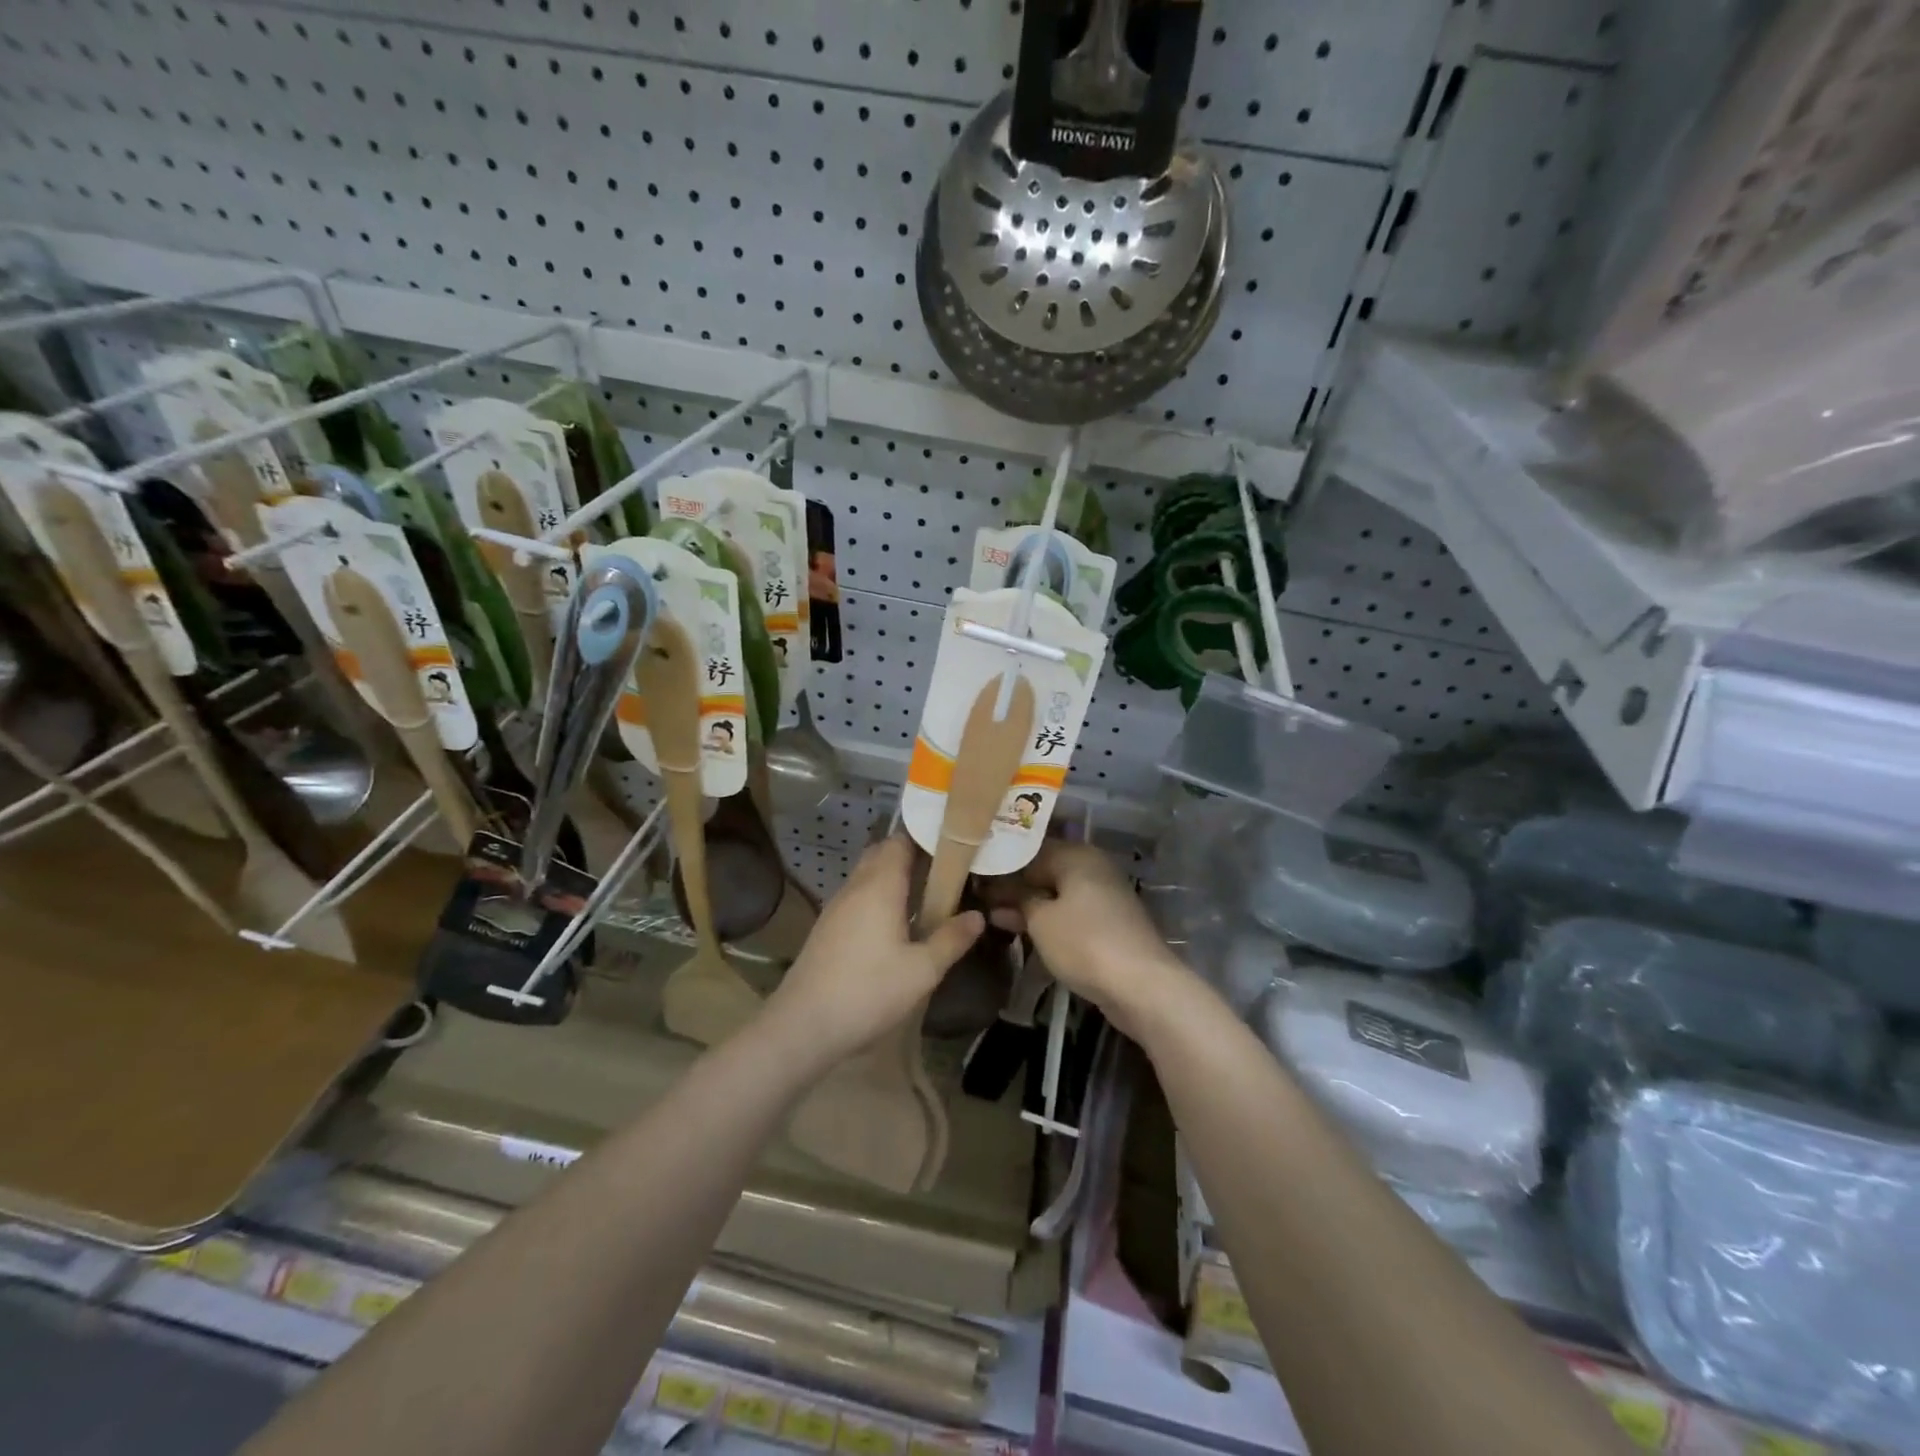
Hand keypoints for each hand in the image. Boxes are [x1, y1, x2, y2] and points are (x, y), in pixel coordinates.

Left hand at [762, 837, 984, 1069]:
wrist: (803, 1025)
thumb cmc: (868, 991)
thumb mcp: (922, 971)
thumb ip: (951, 939)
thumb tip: (978, 916)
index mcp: (880, 886)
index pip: (900, 841)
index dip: (925, 836)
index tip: (953, 842)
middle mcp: (856, 887)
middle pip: (882, 853)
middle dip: (911, 854)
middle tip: (945, 868)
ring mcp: (836, 907)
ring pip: (867, 875)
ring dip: (893, 876)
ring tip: (926, 892)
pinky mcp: (827, 927)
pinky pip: (857, 896)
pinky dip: (878, 895)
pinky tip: (894, 922)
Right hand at [984, 841, 1192, 1033]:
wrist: (1142, 986)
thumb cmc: (1084, 943)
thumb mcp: (1040, 921)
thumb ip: (1017, 901)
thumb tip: (997, 891)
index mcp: (1077, 855)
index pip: (1029, 850)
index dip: (1002, 865)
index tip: (975, 877)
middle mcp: (1093, 867)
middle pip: (1046, 871)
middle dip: (1015, 886)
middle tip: (980, 897)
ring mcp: (1105, 896)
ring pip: (1058, 894)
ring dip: (1030, 905)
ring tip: (995, 917)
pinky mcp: (1110, 923)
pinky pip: (1071, 912)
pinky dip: (1049, 919)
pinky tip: (1025, 930)